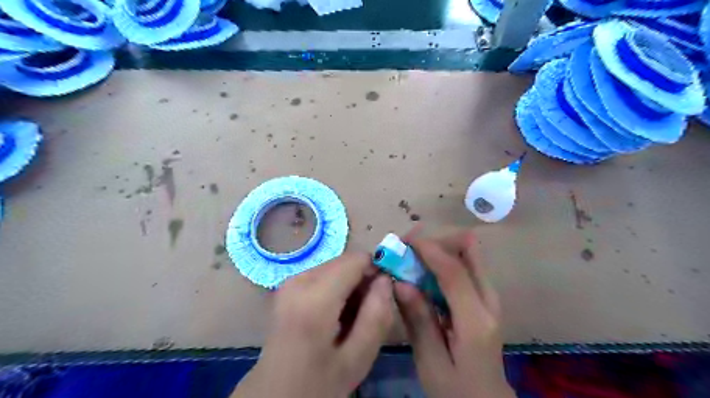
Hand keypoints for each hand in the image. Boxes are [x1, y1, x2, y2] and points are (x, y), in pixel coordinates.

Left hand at [232, 253, 392, 396]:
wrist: (274, 393)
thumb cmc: (318, 382)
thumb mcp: (357, 358)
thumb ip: (377, 315)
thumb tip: (386, 280)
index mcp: (315, 297)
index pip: (357, 259)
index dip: (375, 272)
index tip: (382, 297)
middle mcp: (299, 279)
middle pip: (345, 261)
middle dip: (362, 281)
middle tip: (365, 314)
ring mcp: (290, 280)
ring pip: (335, 267)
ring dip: (349, 286)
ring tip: (349, 318)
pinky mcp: (288, 285)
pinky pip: (323, 274)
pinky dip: (335, 289)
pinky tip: (334, 316)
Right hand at [394, 229, 516, 397]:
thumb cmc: (456, 389)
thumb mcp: (430, 362)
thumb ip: (418, 320)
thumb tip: (399, 281)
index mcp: (475, 320)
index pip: (454, 271)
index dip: (429, 249)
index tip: (403, 241)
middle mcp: (489, 299)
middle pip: (469, 249)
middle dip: (438, 241)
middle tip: (409, 248)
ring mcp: (489, 296)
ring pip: (468, 253)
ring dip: (439, 248)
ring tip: (412, 257)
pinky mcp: (484, 297)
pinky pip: (464, 265)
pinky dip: (443, 260)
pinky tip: (423, 273)